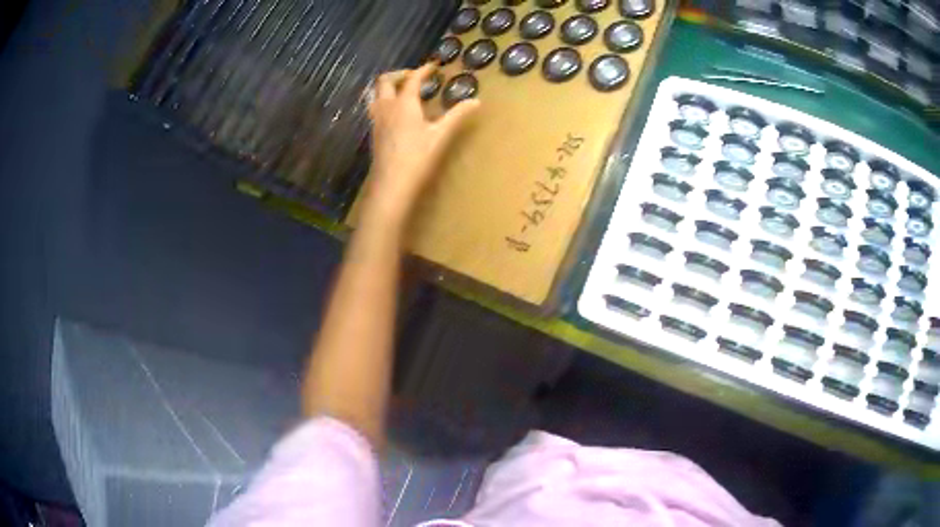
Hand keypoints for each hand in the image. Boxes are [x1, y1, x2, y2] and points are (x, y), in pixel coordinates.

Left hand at [362, 63, 479, 226]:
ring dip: (387, 86)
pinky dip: (384, 100)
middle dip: (399, 74)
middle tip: (414, 76)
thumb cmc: (417, 158)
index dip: (423, 70)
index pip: (412, 79)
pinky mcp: (374, 132)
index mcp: (404, 104)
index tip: (433, 67)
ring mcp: (377, 119)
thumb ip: (457, 115)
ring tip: (401, 90)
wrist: (392, 183)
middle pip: (384, 81)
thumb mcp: (441, 135)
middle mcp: (386, 107)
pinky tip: (395, 111)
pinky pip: (374, 107)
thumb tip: (476, 101)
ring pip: (375, 94)